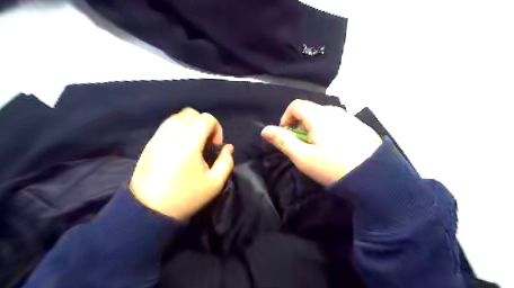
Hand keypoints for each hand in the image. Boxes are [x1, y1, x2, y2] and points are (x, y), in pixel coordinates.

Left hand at [129, 108, 233, 220]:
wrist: (148, 209)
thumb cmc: (185, 197)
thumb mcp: (214, 184)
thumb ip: (226, 162)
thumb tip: (228, 147)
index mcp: (189, 142)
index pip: (206, 118)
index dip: (217, 128)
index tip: (216, 145)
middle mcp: (172, 133)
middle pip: (190, 113)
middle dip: (203, 123)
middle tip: (206, 142)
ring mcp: (158, 137)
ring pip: (177, 117)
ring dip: (190, 125)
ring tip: (193, 144)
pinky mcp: (149, 143)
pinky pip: (166, 126)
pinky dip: (177, 129)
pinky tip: (180, 148)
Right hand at [261, 99, 380, 186]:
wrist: (376, 178)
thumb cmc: (333, 167)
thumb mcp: (303, 157)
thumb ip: (283, 141)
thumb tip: (265, 130)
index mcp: (319, 116)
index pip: (296, 106)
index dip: (285, 118)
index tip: (285, 135)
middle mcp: (335, 111)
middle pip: (310, 112)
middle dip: (300, 126)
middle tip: (302, 147)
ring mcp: (350, 118)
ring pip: (325, 118)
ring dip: (315, 130)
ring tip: (319, 151)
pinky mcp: (361, 127)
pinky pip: (338, 124)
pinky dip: (330, 132)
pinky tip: (337, 150)